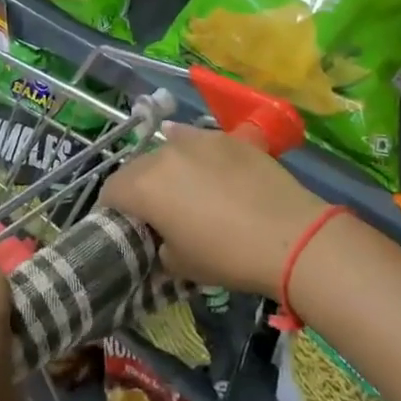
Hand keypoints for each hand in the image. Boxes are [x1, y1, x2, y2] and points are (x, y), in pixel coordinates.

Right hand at [101, 123, 329, 297]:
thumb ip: (159, 245)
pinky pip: (198, 141)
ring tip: (188, 191)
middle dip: (140, 188)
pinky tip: (209, 170)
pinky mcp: (226, 135)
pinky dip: (195, 155)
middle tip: (158, 212)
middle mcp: (163, 154)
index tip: (128, 226)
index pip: (110, 191)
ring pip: (167, 150)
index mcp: (143, 187)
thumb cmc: (227, 257)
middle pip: (137, 167)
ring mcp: (196, 139)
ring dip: (168, 169)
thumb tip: (162, 237)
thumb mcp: (180, 265)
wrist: (290, 236)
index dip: (114, 210)